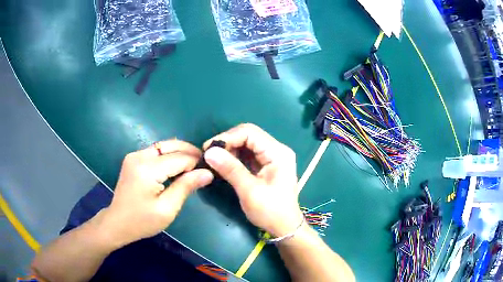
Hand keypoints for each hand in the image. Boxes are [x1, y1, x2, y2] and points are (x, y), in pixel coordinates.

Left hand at [102, 139, 213, 246]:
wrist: (117, 223)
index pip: (179, 158)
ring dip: (180, 152)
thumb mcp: (167, 209)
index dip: (196, 163)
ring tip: (194, 165)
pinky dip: (169, 155)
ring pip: (163, 146)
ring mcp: (134, 155)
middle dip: (190, 152)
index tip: (209, 171)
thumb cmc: (142, 221)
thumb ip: (186, 187)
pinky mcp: (133, 159)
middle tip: (205, 164)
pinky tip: (176, 166)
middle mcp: (139, 156)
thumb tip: (207, 173)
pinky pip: (156, 151)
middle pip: (171, 145)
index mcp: (147, 169)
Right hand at [203, 124, 302, 236]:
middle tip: (210, 155)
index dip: (227, 137)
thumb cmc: (271, 211)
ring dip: (230, 150)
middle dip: (227, 142)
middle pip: (248, 136)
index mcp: (278, 153)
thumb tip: (209, 152)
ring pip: (246, 144)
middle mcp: (276, 150)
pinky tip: (224, 165)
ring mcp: (272, 157)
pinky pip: (248, 155)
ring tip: (214, 160)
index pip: (250, 132)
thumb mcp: (249, 191)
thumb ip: (230, 169)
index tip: (208, 148)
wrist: (284, 227)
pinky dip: (234, 158)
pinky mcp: (266, 165)